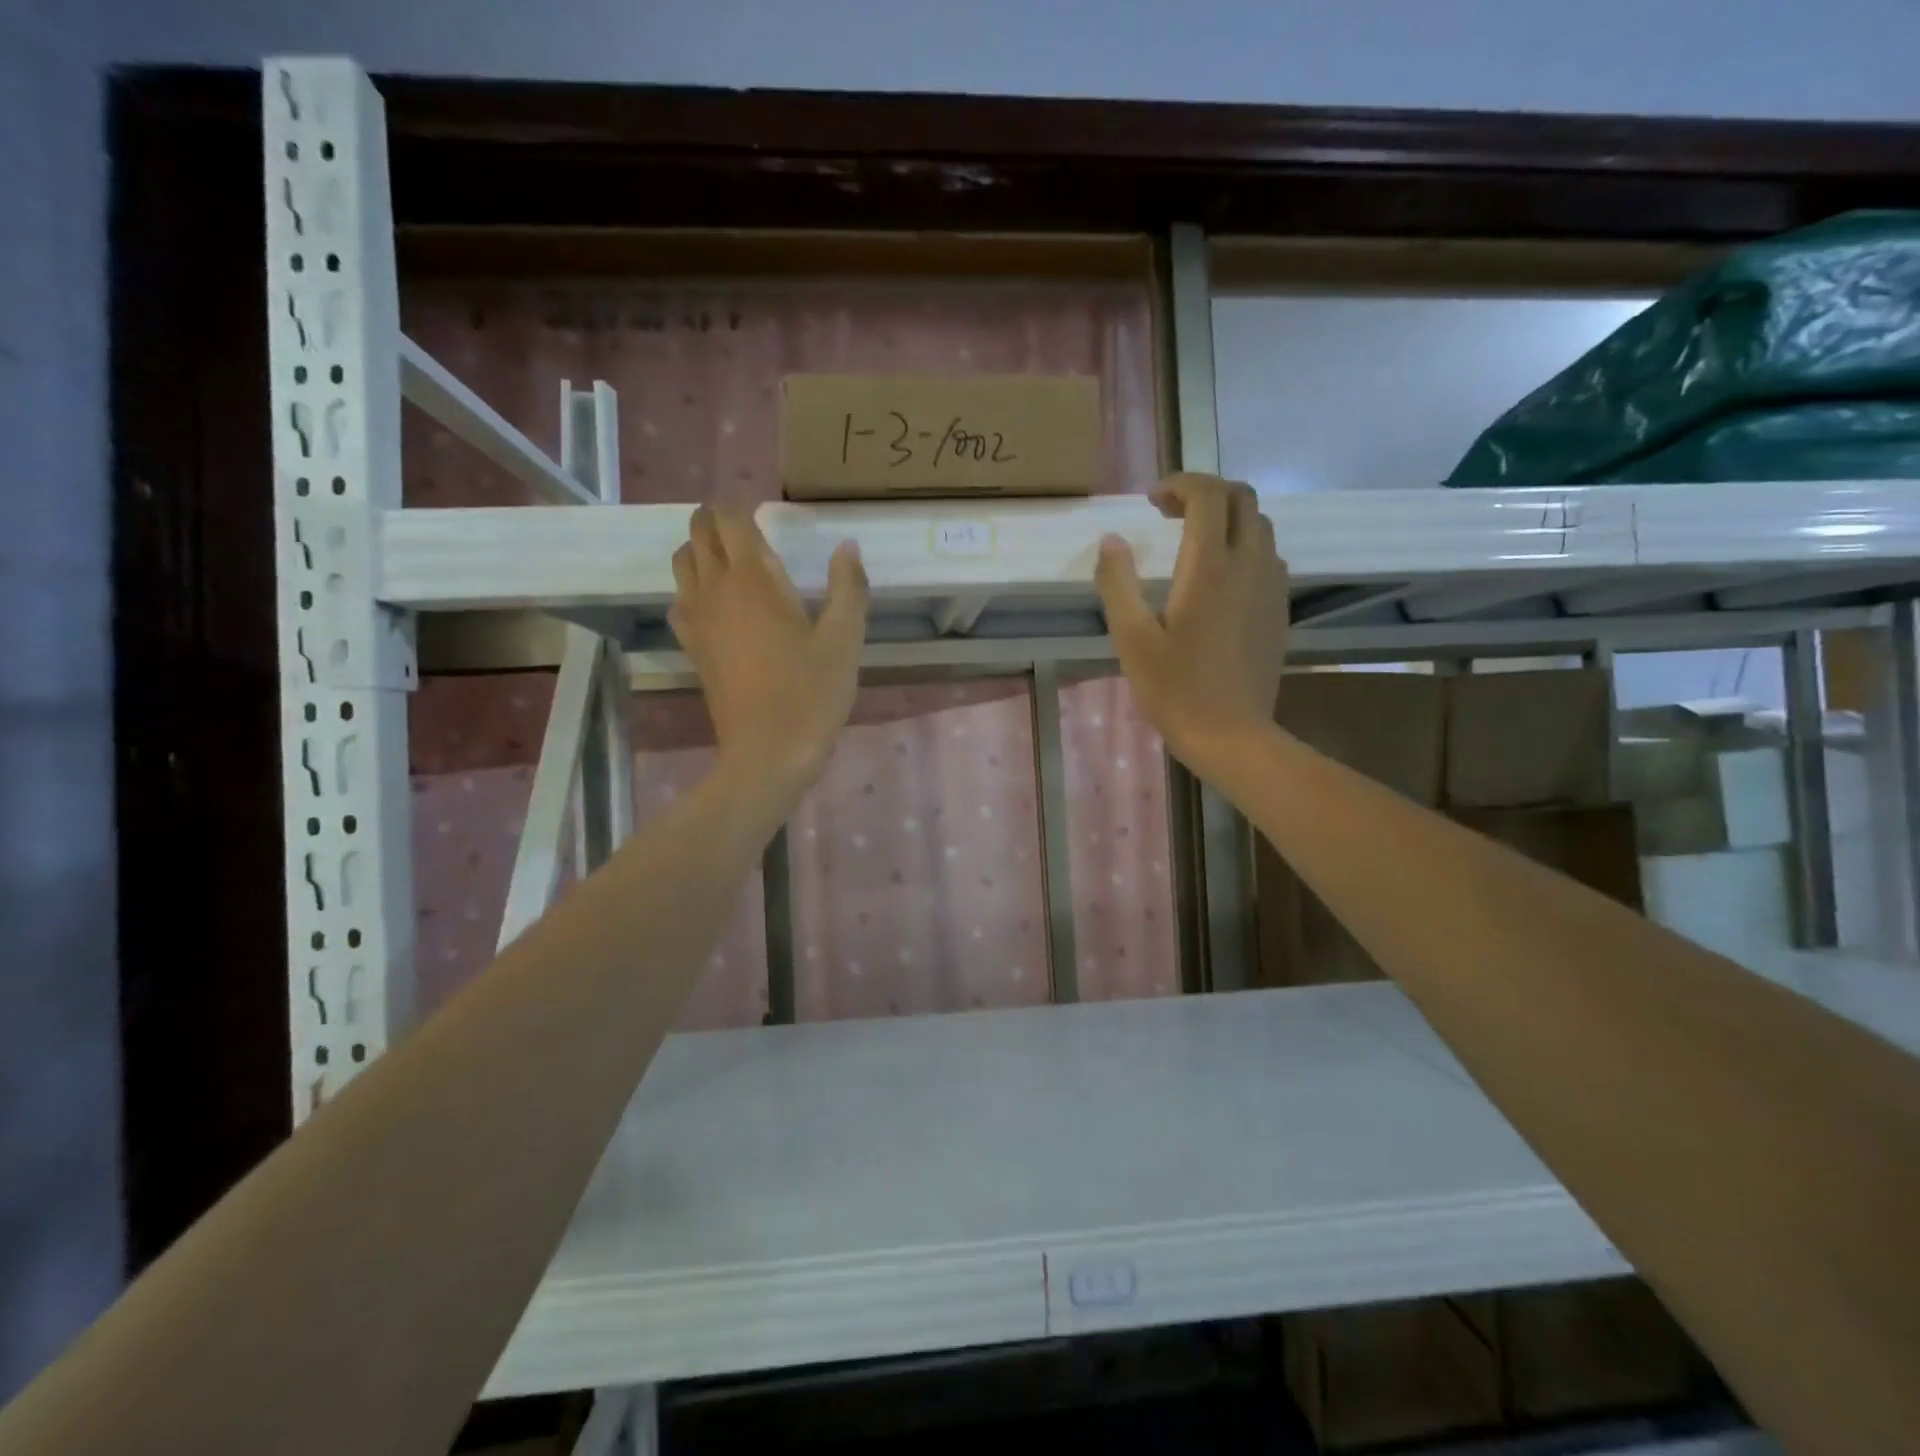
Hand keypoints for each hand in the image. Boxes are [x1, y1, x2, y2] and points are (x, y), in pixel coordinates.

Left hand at [670, 504, 867, 801]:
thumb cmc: (811, 694)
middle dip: (716, 517)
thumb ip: (848, 587)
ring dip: (700, 548)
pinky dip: (691, 587)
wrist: (768, 753)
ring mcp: (698, 619)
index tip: (761, 501)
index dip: (740, 501)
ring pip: (683, 563)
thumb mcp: (844, 640)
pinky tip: (715, 602)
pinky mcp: (693, 647)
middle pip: (699, 533)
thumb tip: (847, 547)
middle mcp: (716, 590)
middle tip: (745, 521)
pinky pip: (680, 601)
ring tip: (730, 555)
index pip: (731, 519)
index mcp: (754, 580)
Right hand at [1095, 474, 1289, 769]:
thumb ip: (1118, 583)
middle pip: (1242, 499)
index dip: (1181, 483)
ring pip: (1259, 525)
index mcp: (1210, 568)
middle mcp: (1249, 565)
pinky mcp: (1279, 609)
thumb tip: (1111, 540)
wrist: (1232, 735)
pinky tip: (1219, 577)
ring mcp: (1271, 587)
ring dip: (1227, 518)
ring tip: (1192, 540)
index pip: (1209, 495)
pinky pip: (1268, 556)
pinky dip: (1243, 545)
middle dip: (1206, 492)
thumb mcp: (1131, 638)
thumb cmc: (1175, 689)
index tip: (1152, 501)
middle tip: (1170, 514)